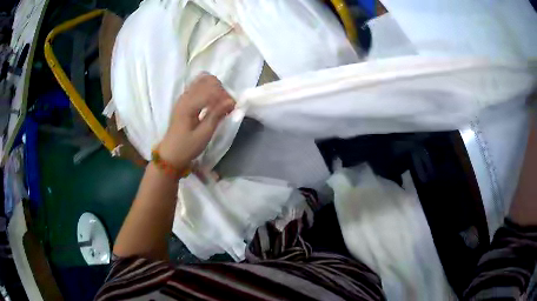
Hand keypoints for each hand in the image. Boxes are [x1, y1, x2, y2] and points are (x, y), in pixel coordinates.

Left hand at [158, 73, 234, 168]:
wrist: (170, 154)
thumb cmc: (187, 147)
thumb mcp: (204, 135)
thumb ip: (216, 115)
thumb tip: (231, 102)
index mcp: (188, 105)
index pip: (211, 90)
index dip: (225, 96)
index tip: (233, 107)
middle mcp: (185, 97)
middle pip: (207, 80)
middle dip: (221, 90)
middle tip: (227, 105)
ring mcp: (183, 97)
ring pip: (202, 80)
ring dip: (215, 88)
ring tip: (220, 103)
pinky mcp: (184, 100)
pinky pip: (198, 86)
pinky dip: (208, 89)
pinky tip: (212, 102)